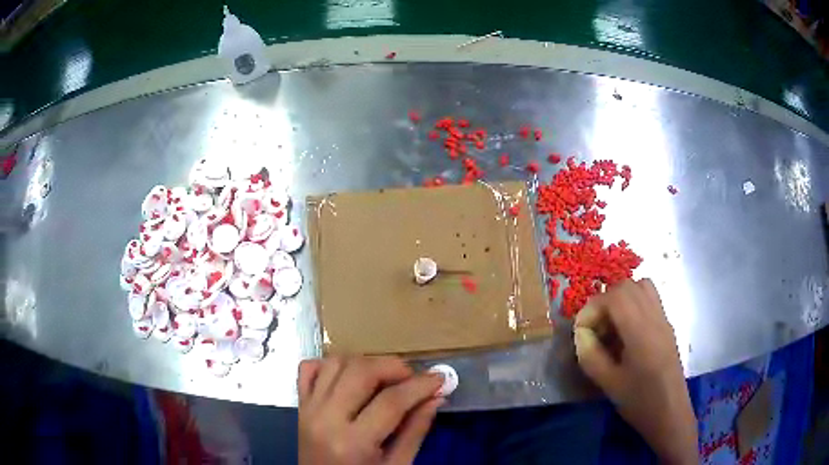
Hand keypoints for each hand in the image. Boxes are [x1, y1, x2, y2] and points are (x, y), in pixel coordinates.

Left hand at [298, 356, 443, 464]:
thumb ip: (415, 431)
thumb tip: (436, 397)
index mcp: (353, 443)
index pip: (391, 401)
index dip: (420, 385)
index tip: (440, 378)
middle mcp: (325, 419)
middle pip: (360, 371)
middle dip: (393, 366)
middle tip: (412, 378)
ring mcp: (308, 409)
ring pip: (335, 362)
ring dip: (365, 363)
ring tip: (384, 378)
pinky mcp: (300, 405)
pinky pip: (309, 368)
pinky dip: (330, 365)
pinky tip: (349, 377)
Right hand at [574, 279, 697, 464]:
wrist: (670, 413)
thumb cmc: (639, 401)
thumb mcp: (609, 384)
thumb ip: (590, 355)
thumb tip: (581, 333)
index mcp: (641, 332)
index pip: (615, 297)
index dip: (592, 308)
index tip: (581, 331)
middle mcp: (655, 317)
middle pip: (628, 286)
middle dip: (605, 301)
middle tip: (595, 328)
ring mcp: (664, 319)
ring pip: (641, 287)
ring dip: (620, 299)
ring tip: (611, 326)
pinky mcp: (667, 326)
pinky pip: (650, 299)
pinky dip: (633, 304)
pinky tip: (626, 332)